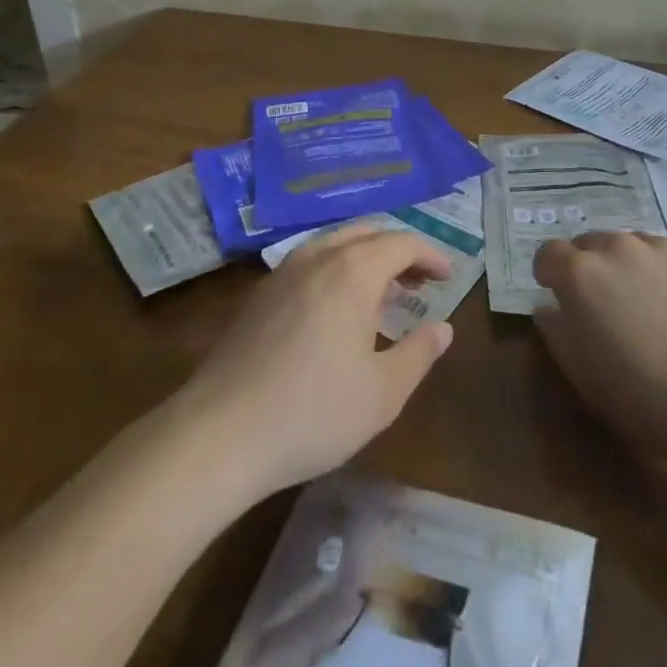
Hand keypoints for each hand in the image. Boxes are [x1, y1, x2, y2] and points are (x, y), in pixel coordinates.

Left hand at [177, 225, 455, 500]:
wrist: (219, 435)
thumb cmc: (312, 413)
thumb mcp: (383, 393)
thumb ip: (419, 354)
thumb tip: (443, 329)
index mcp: (353, 271)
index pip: (402, 242)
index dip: (430, 254)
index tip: (448, 275)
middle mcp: (317, 257)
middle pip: (367, 232)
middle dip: (399, 249)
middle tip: (420, 280)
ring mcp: (282, 272)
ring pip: (334, 243)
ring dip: (366, 255)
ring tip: (382, 290)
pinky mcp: (259, 295)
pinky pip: (309, 261)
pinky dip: (336, 268)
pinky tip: (336, 307)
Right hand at [533, 232, 666, 459]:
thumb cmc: (641, 395)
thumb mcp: (581, 374)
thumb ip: (555, 331)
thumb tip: (548, 307)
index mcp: (580, 273)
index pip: (548, 253)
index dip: (549, 273)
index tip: (556, 294)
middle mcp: (618, 247)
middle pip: (591, 243)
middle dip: (589, 267)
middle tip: (604, 303)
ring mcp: (663, 247)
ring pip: (633, 245)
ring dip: (629, 266)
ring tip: (647, 304)